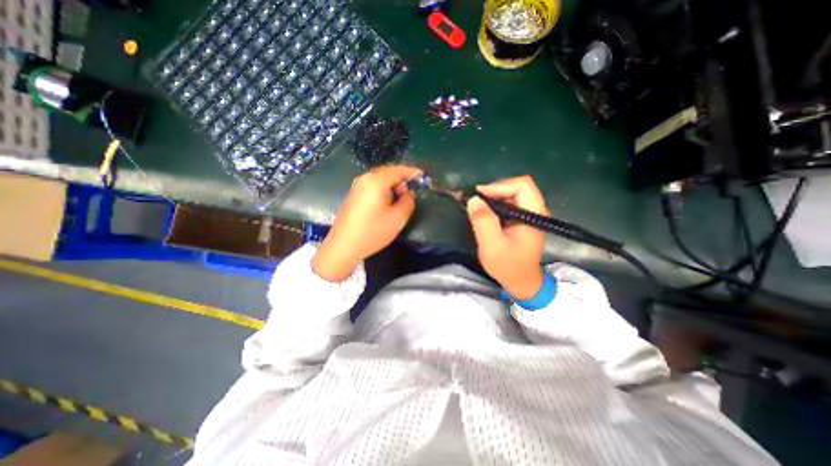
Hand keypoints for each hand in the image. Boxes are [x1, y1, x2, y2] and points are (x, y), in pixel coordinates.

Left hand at [311, 165, 422, 280]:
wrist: (343, 246)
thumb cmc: (373, 231)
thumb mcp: (398, 218)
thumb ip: (408, 202)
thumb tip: (409, 193)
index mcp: (376, 181)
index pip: (398, 170)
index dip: (412, 172)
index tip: (422, 176)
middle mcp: (365, 179)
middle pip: (387, 172)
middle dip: (401, 179)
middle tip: (410, 192)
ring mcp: (356, 186)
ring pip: (379, 179)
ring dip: (392, 185)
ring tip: (399, 199)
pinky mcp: (353, 195)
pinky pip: (372, 186)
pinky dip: (383, 190)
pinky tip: (386, 203)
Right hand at [465, 174, 550, 298]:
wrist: (521, 282)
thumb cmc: (508, 266)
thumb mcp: (492, 245)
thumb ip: (483, 221)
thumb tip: (474, 199)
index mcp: (534, 215)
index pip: (522, 185)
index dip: (500, 186)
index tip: (480, 195)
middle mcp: (536, 210)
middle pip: (518, 187)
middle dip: (495, 190)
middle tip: (476, 201)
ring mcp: (530, 214)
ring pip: (513, 193)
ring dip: (494, 197)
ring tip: (478, 207)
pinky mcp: (524, 219)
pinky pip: (511, 203)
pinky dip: (496, 204)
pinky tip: (486, 213)